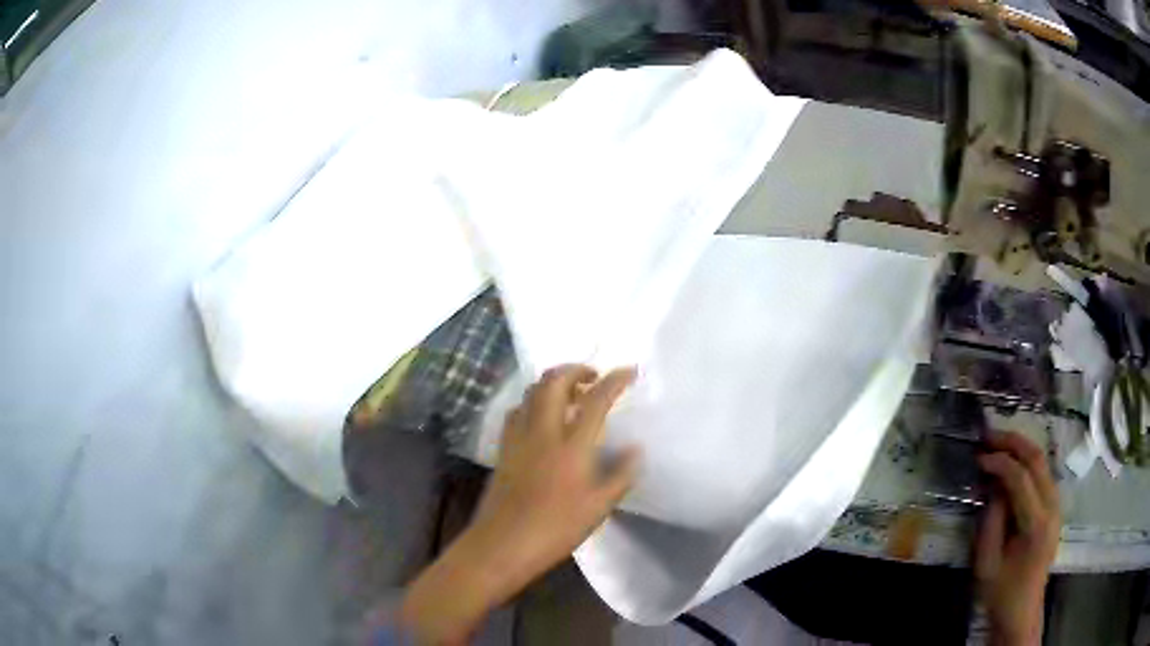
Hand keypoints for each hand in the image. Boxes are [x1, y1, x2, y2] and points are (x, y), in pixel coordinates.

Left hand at [398, 365, 639, 643]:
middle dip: (575, 369)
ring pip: (532, 392)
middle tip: (594, 377)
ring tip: (571, 394)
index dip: (614, 380)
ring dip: (553, 382)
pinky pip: (518, 410)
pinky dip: (533, 402)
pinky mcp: (503, 448)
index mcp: (572, 446)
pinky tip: (542, 418)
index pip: (595, 399)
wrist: (503, 544)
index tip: (629, 371)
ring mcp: (518, 437)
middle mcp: (543, 432)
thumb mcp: (599, 507)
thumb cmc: (556, 529)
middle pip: (554, 382)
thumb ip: (621, 475)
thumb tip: (635, 449)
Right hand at [976, 431, 1060, 645]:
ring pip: (1042, 462)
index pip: (1021, 479)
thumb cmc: (1001, 592)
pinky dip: (1026, 462)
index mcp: (1036, 524)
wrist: (1022, 610)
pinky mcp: (1054, 507)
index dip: (1000, 462)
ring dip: (1020, 448)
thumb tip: (992, 485)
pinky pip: (1043, 473)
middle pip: (1037, 459)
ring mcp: (1056, 505)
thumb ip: (990, 521)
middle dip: (1013, 442)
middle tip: (988, 435)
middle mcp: (1052, 507)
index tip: (979, 457)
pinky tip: (1011, 464)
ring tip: (997, 444)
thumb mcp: (986, 564)